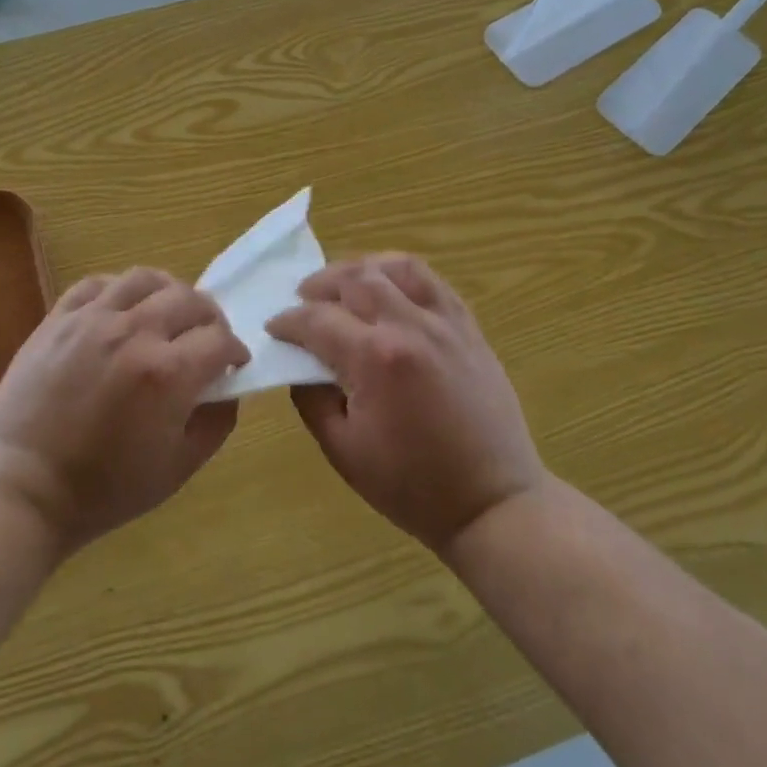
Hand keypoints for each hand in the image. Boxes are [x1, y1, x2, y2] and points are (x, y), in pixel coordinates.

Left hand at [0, 268, 249, 554]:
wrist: (20, 488)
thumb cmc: (103, 490)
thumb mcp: (178, 469)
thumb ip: (216, 423)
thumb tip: (227, 388)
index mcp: (167, 373)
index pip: (220, 340)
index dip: (235, 352)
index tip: (233, 365)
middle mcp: (134, 333)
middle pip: (190, 299)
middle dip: (210, 318)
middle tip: (207, 339)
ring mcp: (91, 320)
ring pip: (145, 279)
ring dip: (169, 292)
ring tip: (168, 313)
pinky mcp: (58, 319)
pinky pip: (98, 283)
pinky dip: (120, 289)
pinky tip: (123, 309)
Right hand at [267, 254, 547, 556]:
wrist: (492, 501)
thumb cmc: (412, 485)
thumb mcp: (343, 451)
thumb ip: (311, 399)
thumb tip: (301, 363)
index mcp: (376, 359)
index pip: (318, 319)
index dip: (288, 321)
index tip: (274, 327)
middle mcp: (410, 326)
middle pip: (355, 278)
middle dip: (319, 285)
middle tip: (302, 301)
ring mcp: (445, 321)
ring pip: (396, 266)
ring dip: (361, 268)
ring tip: (344, 286)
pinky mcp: (468, 326)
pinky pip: (432, 280)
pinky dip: (401, 274)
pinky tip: (387, 289)